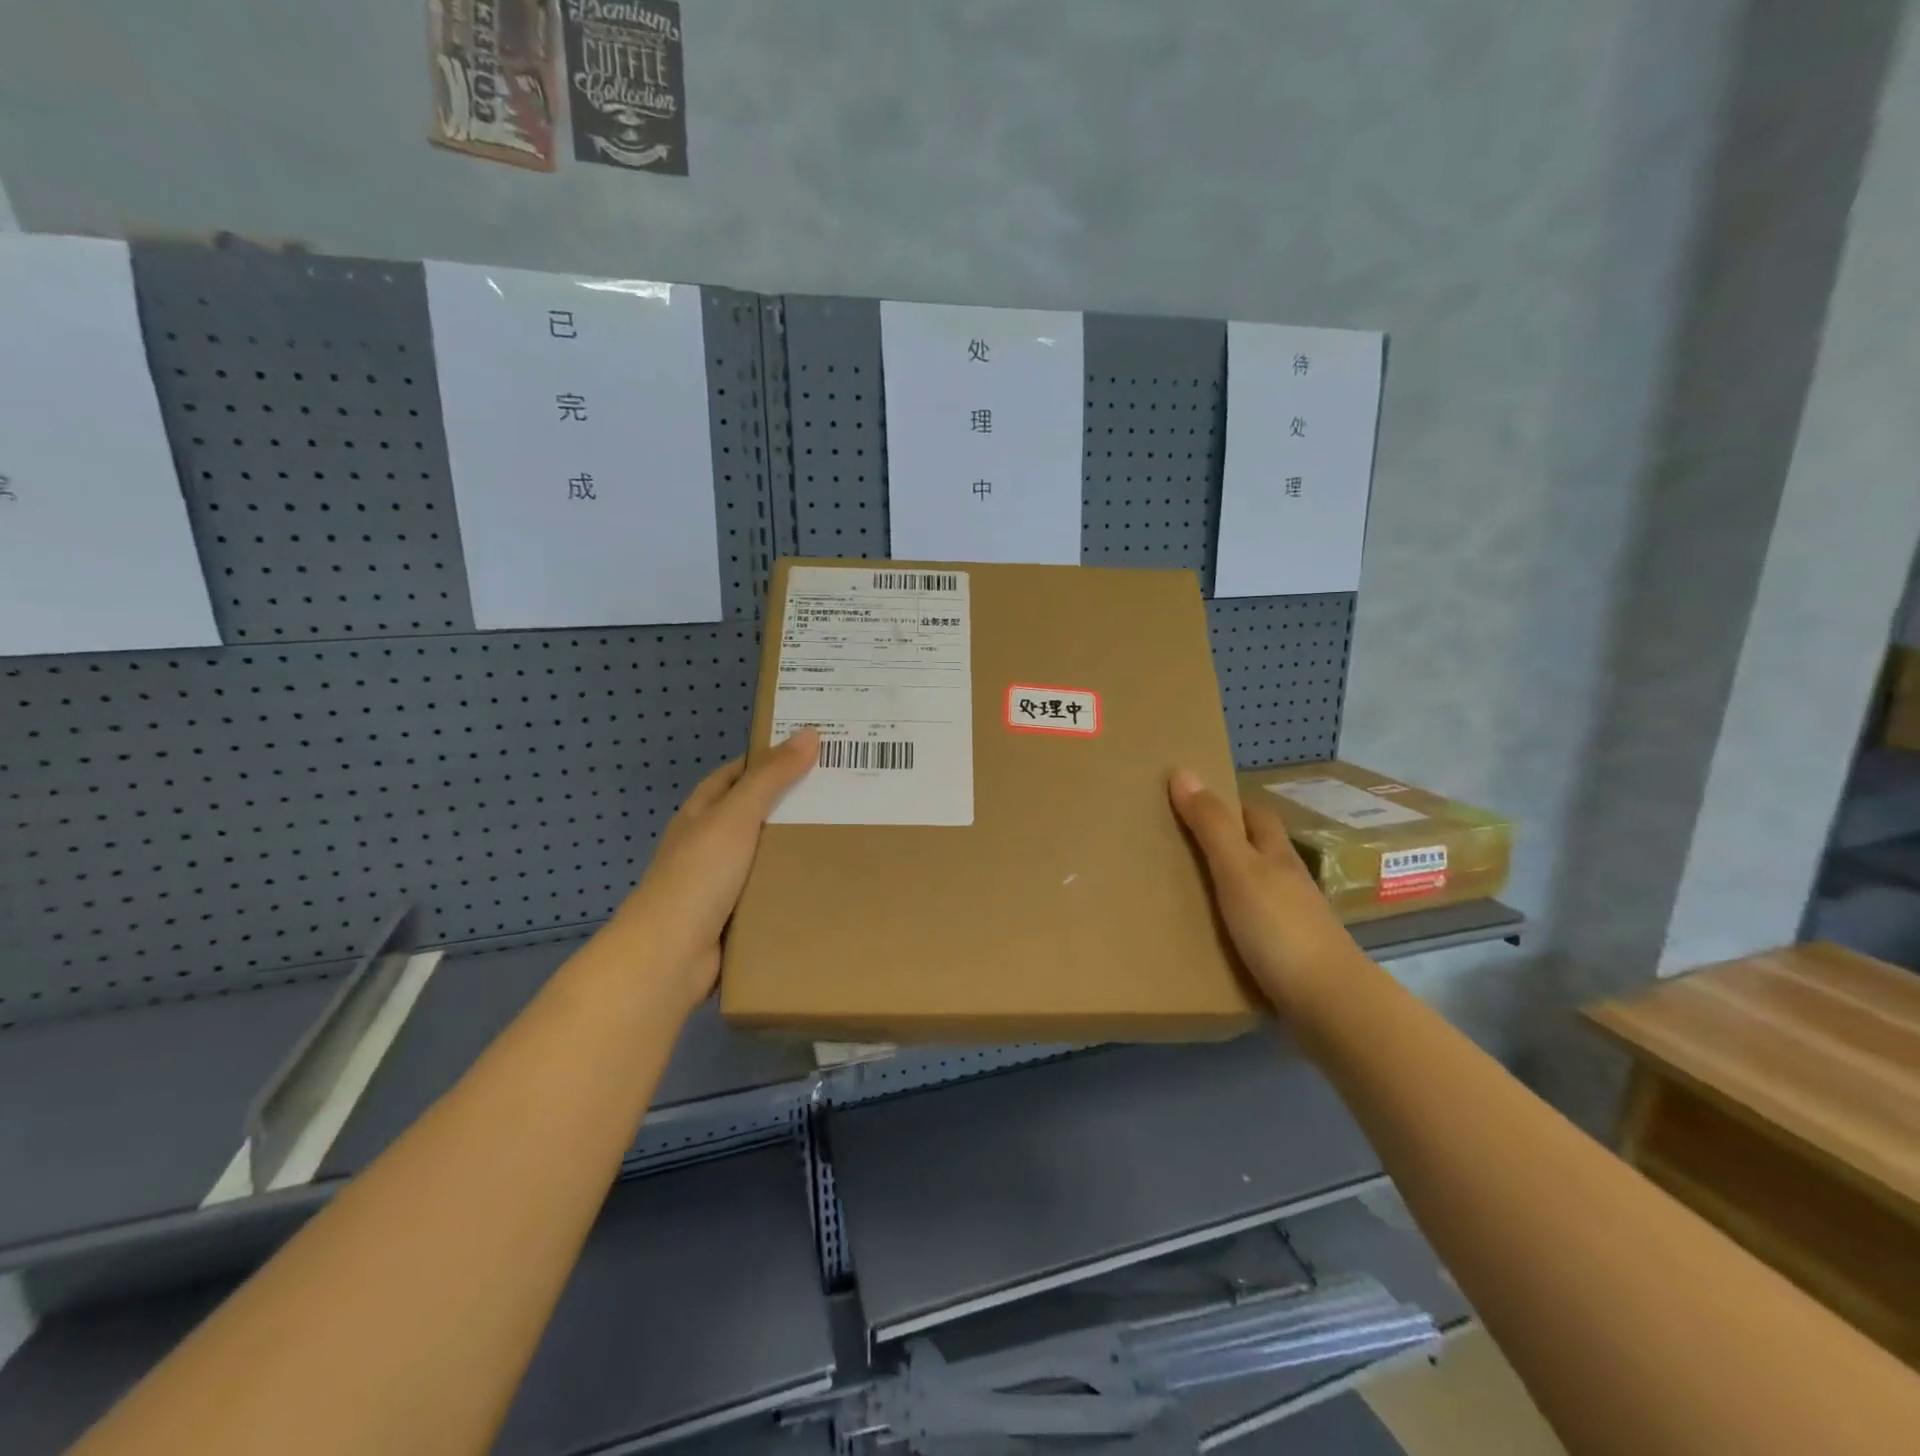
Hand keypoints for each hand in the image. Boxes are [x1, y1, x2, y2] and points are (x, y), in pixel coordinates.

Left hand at [604, 729, 817, 1012]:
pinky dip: (792, 885)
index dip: (769, 759)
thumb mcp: (735, 817)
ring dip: (795, 847)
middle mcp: (708, 843)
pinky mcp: (734, 916)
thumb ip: (771, 778)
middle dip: (791, 804)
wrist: (669, 958)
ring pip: (765, 855)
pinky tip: (825, 882)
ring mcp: (719, 882)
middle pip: (754, 814)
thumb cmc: (698, 877)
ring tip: (845, 834)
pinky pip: (769, 892)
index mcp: (701, 814)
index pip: (736, 774)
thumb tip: (809, 734)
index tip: (812, 752)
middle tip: (842, 794)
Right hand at [1168, 769, 1364, 1022]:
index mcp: (1276, 855)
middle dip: (1224, 843)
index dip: (1228, 803)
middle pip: (1256, 851)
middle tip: (1176, 844)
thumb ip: (1210, 825)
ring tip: (1181, 889)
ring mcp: (1290, 921)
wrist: (1328, 1005)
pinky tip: (1207, 934)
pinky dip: (1230, 924)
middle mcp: (1287, 882)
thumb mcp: (1237, 870)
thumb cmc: (1280, 928)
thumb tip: (1183, 770)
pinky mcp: (1286, 957)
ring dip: (1225, 886)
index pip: (1256, 815)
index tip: (1191, 801)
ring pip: (1254, 890)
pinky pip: (1252, 928)